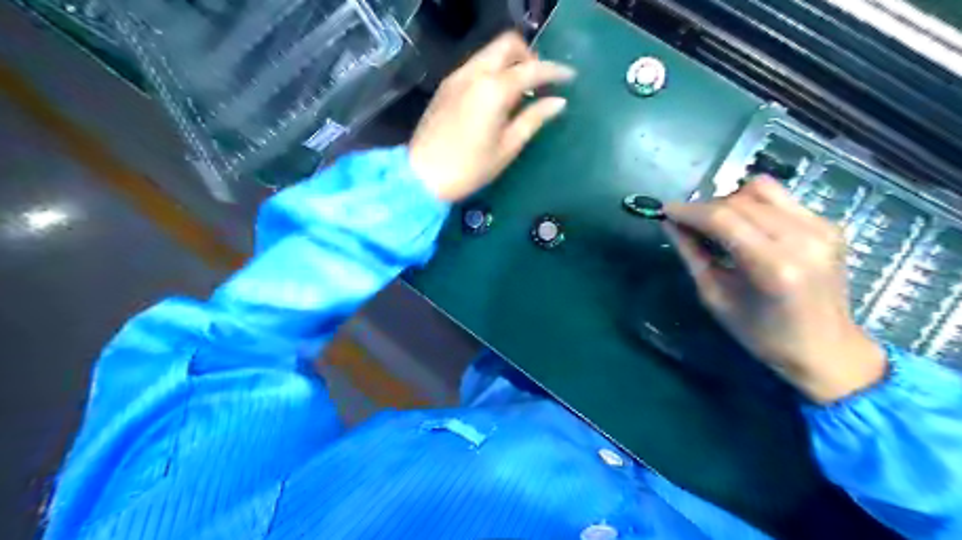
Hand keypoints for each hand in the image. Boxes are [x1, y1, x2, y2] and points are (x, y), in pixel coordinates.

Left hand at [408, 31, 572, 203]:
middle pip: (507, 44)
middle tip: (539, 82)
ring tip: (520, 91)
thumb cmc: (469, 168)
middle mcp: (474, 73)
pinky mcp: (446, 86)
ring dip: (510, 62)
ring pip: (489, 52)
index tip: (570, 78)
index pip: (531, 69)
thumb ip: (533, 119)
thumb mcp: (507, 147)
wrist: (421, 176)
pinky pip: (475, 65)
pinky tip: (497, 97)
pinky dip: (492, 71)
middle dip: (529, 56)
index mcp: (493, 89)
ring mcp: (457, 76)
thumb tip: (558, 102)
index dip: (554, 72)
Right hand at [667, 174, 882, 402]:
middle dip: (706, 207)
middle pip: (740, 200)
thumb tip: (670, 224)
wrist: (826, 349)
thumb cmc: (762, 335)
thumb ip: (692, 255)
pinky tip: (747, 229)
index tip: (666, 210)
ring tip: (718, 224)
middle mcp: (802, 238)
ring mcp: (821, 228)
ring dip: (731, 202)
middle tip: (688, 224)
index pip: (723, 219)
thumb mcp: (716, 298)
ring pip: (762, 189)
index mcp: (774, 266)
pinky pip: (781, 199)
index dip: (689, 211)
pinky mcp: (829, 224)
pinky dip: (754, 207)